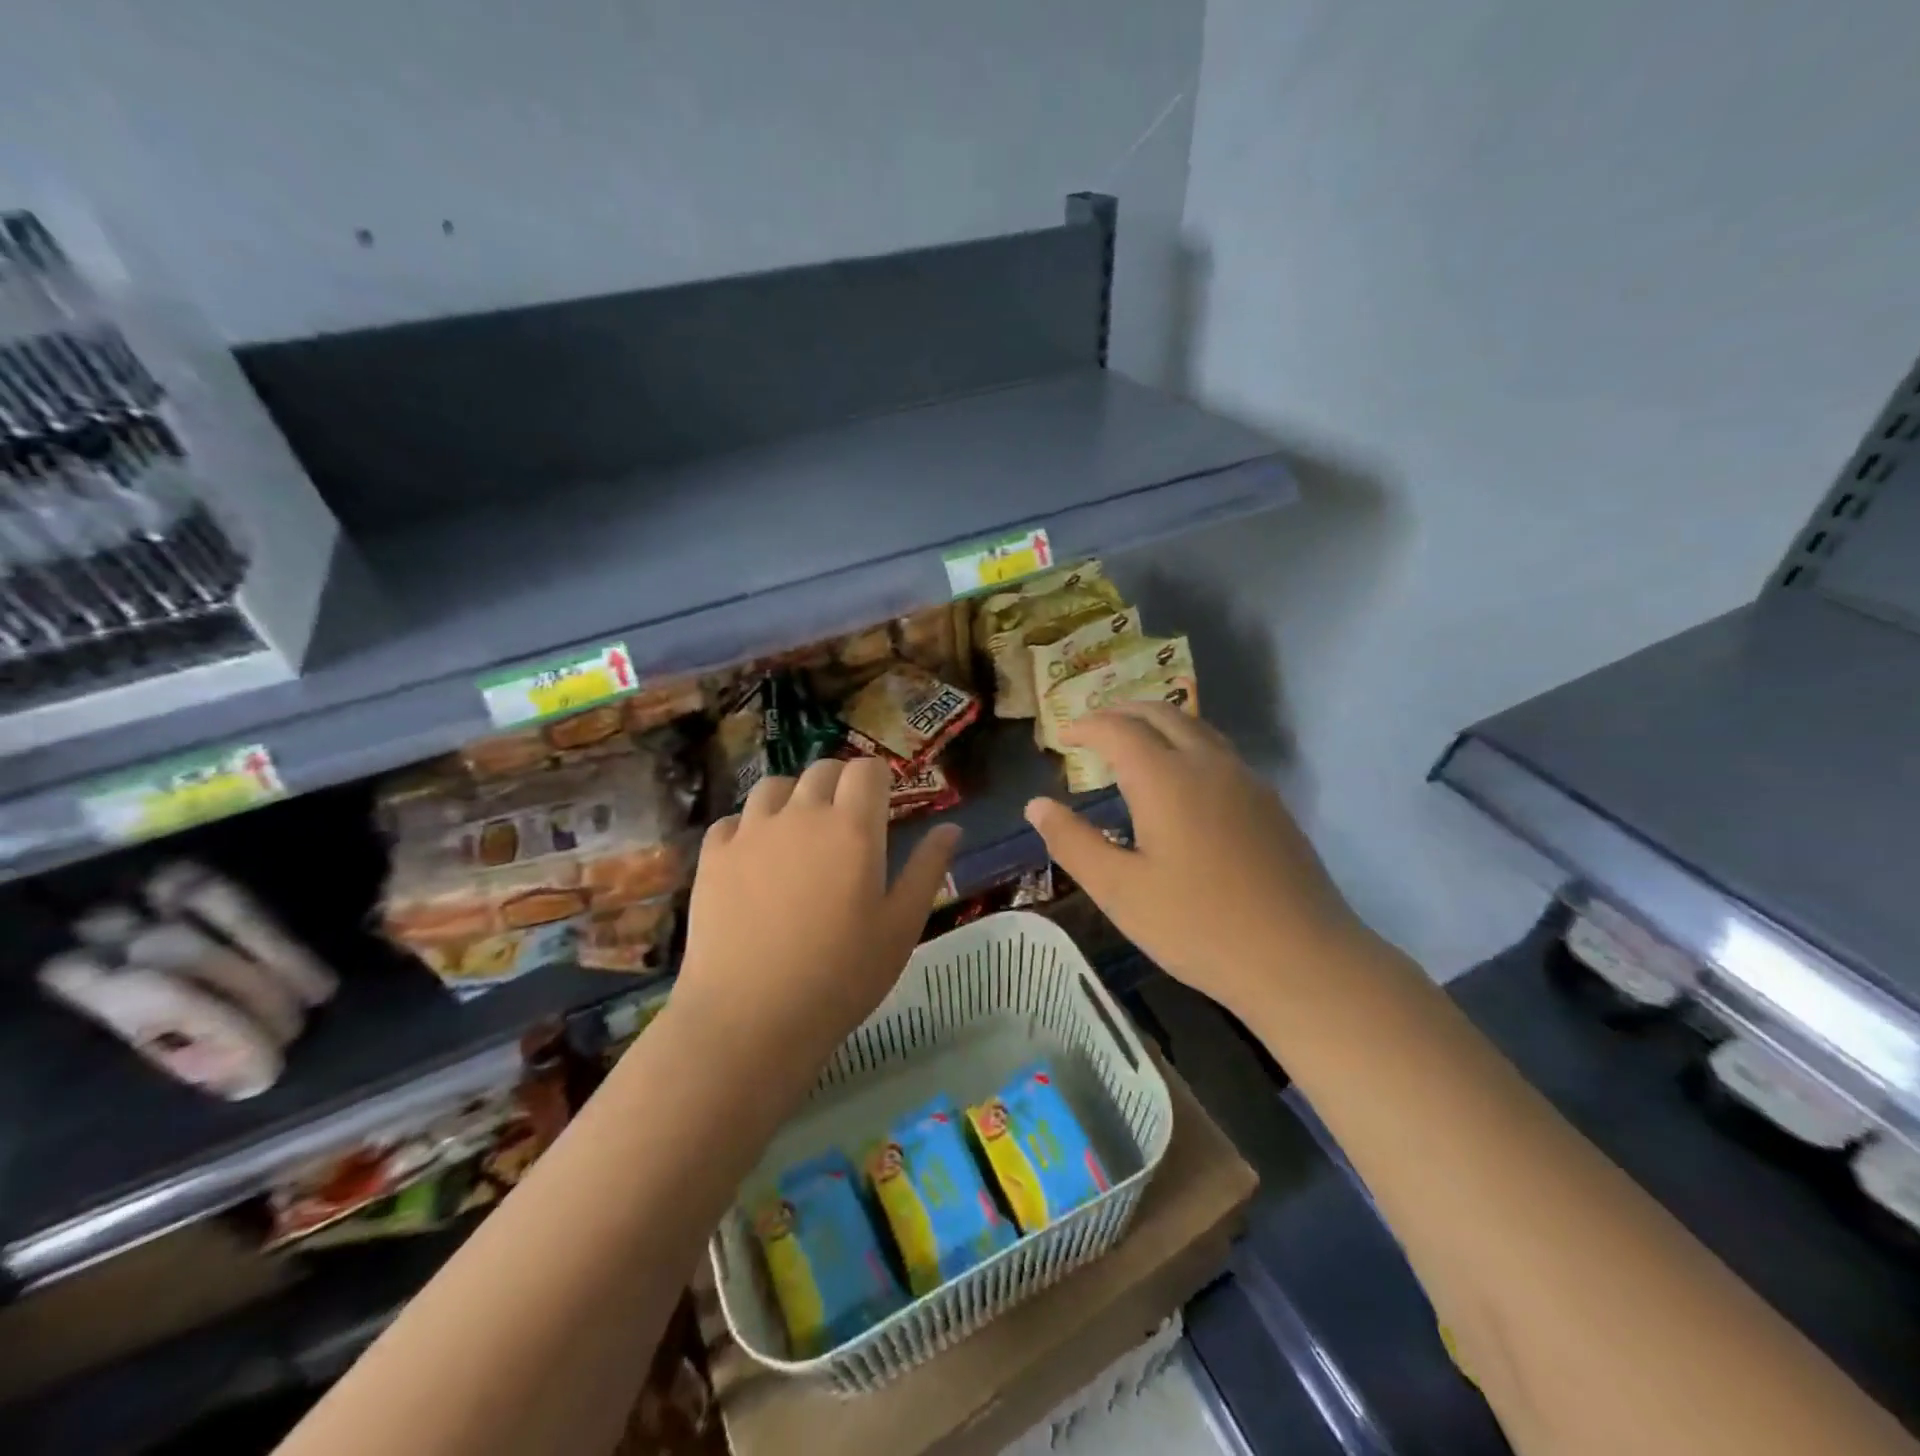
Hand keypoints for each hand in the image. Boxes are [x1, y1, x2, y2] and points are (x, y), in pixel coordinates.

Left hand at [673, 757, 959, 1076]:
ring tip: (799, 832)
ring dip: (793, 798)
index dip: (877, 780)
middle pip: (822, 770)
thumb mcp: (901, 927)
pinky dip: (749, 827)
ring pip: (775, 786)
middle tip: (846, 822)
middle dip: (840, 784)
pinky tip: (755, 858)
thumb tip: (951, 828)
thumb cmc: (841, 976)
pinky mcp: (713, 855)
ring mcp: (750, 831)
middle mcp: (801, 814)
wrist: (751, 1018)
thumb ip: (927, 869)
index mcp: (852, 827)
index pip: (866, 770)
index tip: (882, 804)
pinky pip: (733, 820)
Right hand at [1024, 703, 1363, 1024]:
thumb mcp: (1119, 891)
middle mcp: (1209, 764)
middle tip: (1094, 727)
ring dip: (1158, 723)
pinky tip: (1181, 780)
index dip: (1087, 725)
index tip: (1063, 735)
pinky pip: (1219, 752)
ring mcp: (1246, 781)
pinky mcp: (1269, 804)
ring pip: (1197, 728)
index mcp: (1166, 779)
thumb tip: (1036, 805)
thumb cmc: (1198, 926)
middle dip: (1122, 712)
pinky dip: (1187, 744)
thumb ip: (1073, 843)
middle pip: (1162, 714)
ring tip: (1133, 743)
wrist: (1302, 960)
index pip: (1118, 729)